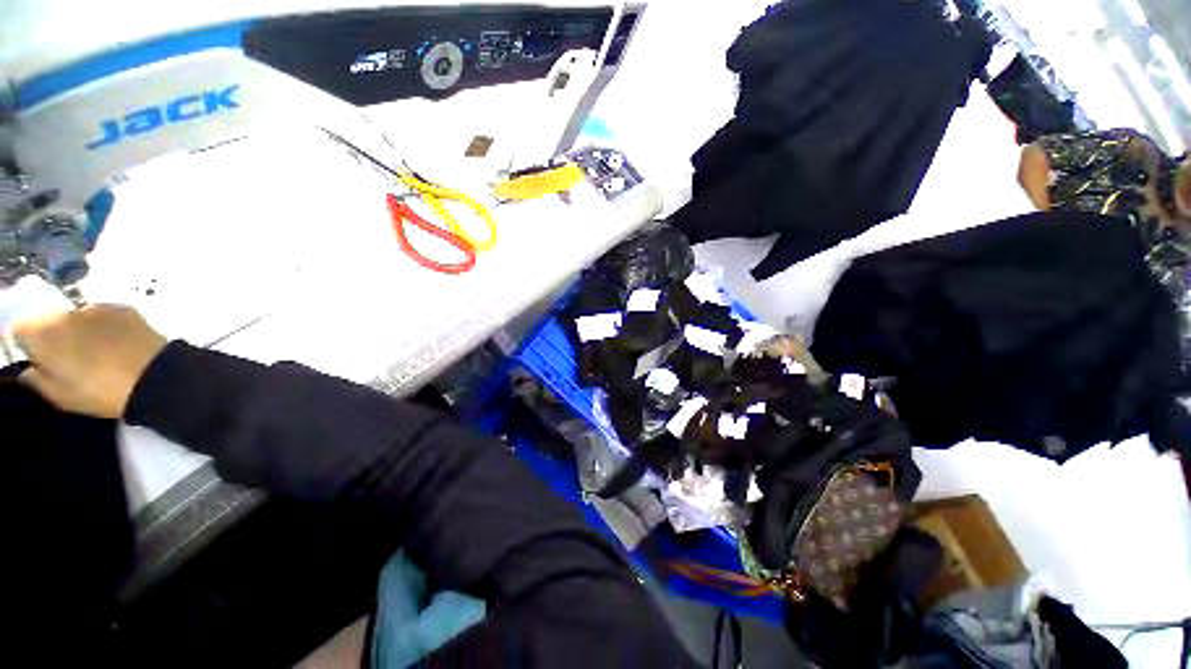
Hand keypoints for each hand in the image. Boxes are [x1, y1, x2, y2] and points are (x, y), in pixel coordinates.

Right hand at [14, 305, 167, 417]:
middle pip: (50, 320)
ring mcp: (96, 307)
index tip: (44, 361)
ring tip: (101, 354)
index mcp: (43, 334)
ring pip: (77, 317)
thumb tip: (29, 368)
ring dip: (82, 330)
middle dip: (57, 336)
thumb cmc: (101, 392)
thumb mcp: (60, 396)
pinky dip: (107, 327)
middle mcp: (66, 313)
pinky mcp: (123, 308)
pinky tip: (120, 345)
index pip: (21, 329)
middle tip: (75, 360)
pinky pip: (105, 315)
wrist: (154, 378)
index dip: (31, 345)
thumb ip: (36, 379)